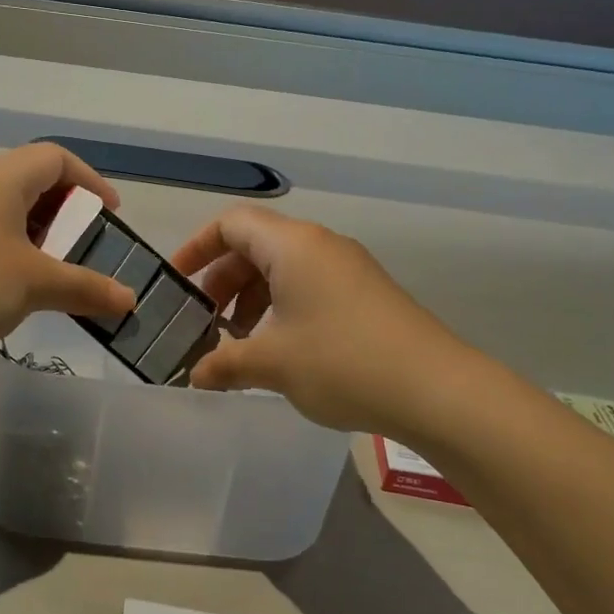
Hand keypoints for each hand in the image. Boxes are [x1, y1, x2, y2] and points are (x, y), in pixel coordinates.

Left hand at [0, 144, 137, 362]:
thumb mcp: (36, 285)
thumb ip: (86, 288)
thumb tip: (130, 301)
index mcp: (3, 177)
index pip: (57, 158)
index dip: (90, 181)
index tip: (110, 214)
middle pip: (32, 179)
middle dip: (66, 210)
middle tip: (86, 243)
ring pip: (7, 207)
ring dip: (39, 232)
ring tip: (56, 268)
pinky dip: (12, 247)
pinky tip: (17, 284)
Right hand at [169, 206, 472, 434]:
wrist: (437, 389)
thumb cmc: (342, 363)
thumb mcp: (272, 364)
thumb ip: (224, 364)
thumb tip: (195, 376)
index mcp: (292, 245)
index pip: (231, 224)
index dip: (196, 248)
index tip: (176, 283)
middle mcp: (320, 245)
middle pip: (254, 245)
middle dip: (222, 281)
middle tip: (204, 323)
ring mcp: (347, 268)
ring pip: (282, 268)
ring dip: (251, 299)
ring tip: (239, 343)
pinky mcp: (365, 293)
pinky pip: (308, 286)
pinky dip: (280, 308)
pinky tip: (278, 350)